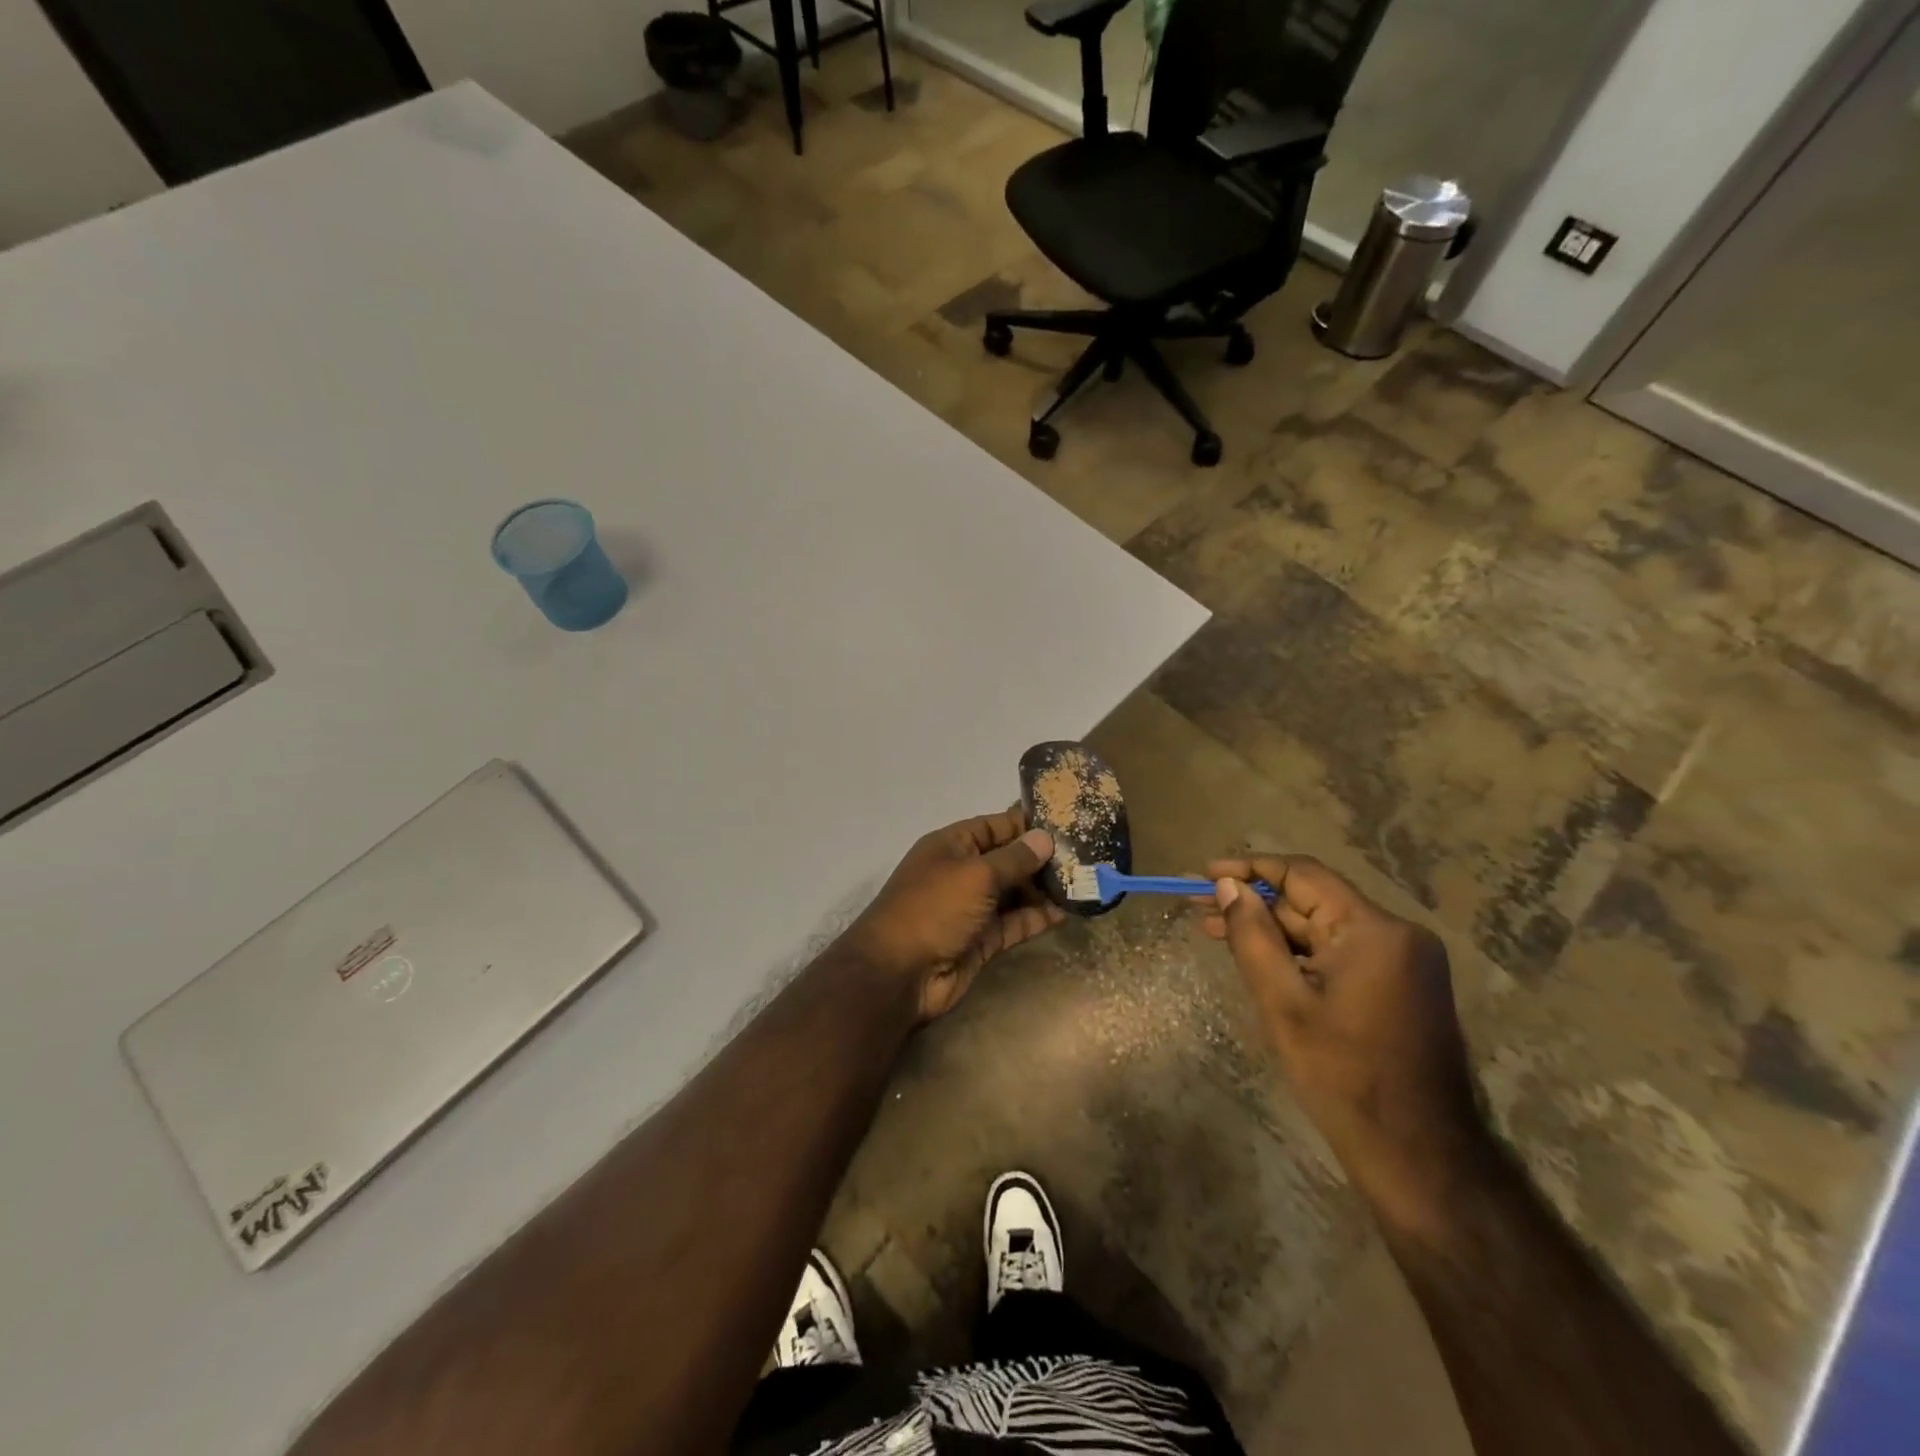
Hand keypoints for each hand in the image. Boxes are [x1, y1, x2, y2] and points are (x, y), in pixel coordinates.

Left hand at [843, 811, 1063, 1022]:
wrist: (899, 974)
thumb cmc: (934, 908)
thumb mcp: (975, 874)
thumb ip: (1014, 858)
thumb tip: (1045, 838)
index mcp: (951, 845)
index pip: (995, 826)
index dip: (1027, 824)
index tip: (1066, 822)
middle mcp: (962, 872)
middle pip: (1008, 859)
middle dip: (1042, 858)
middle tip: (1086, 856)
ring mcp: (972, 908)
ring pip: (1014, 892)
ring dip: (1044, 889)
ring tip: (1084, 882)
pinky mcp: (983, 939)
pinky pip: (1015, 922)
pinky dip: (1038, 917)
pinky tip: (1067, 911)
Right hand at [1202, 855, 1488, 1234]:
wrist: (1418, 1156)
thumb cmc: (1343, 1077)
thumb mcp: (1283, 1003)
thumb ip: (1252, 936)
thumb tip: (1227, 885)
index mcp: (1374, 930)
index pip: (1302, 875)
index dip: (1248, 869)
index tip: (1203, 873)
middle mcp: (1396, 933)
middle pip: (1311, 900)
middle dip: (1253, 902)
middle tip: (1197, 906)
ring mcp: (1403, 960)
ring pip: (1322, 928)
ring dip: (1271, 928)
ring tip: (1214, 930)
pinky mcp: (1400, 985)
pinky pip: (1338, 952)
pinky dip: (1297, 952)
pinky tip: (1259, 958)